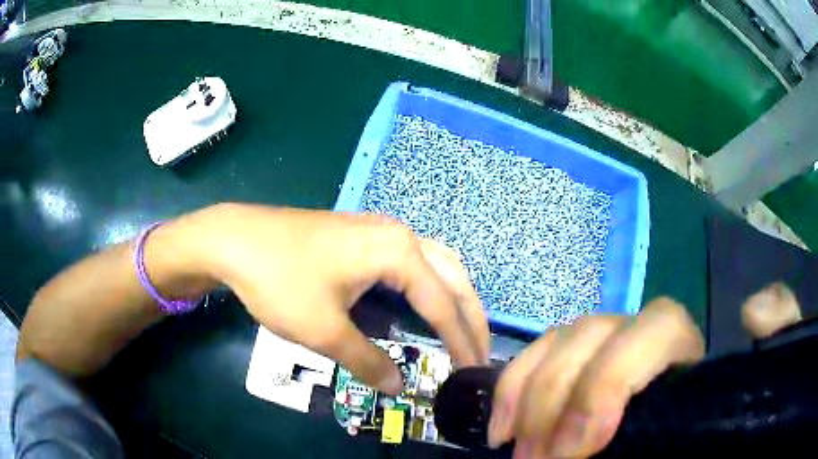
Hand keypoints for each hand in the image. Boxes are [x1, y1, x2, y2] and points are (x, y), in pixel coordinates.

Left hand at [183, 203, 489, 393]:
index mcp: (398, 251)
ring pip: (435, 264)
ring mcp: (380, 230)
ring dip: (453, 297)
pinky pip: (412, 262)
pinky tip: (423, 305)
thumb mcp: (324, 331)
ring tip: (461, 331)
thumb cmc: (280, 281)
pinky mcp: (362, 236)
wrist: (235, 239)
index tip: (473, 371)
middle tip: (480, 351)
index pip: (442, 304)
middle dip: (471, 316)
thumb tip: (399, 386)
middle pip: (452, 277)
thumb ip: (368, 361)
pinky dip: (429, 287)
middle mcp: (399, 234)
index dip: (460, 342)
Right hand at [487, 283, 801, 457]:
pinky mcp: (570, 374)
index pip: (657, 327)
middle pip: (595, 332)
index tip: (581, 447)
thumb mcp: (738, 398)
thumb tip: (754, 310)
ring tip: (512, 447)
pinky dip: (513, 387)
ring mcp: (602, 355)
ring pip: (560, 340)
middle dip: (558, 398)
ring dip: (527, 394)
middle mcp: (641, 343)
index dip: (612, 379)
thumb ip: (774, 341)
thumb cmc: (703, 431)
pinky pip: (536, 358)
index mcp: (683, 352)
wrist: (666, 453)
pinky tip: (503, 426)